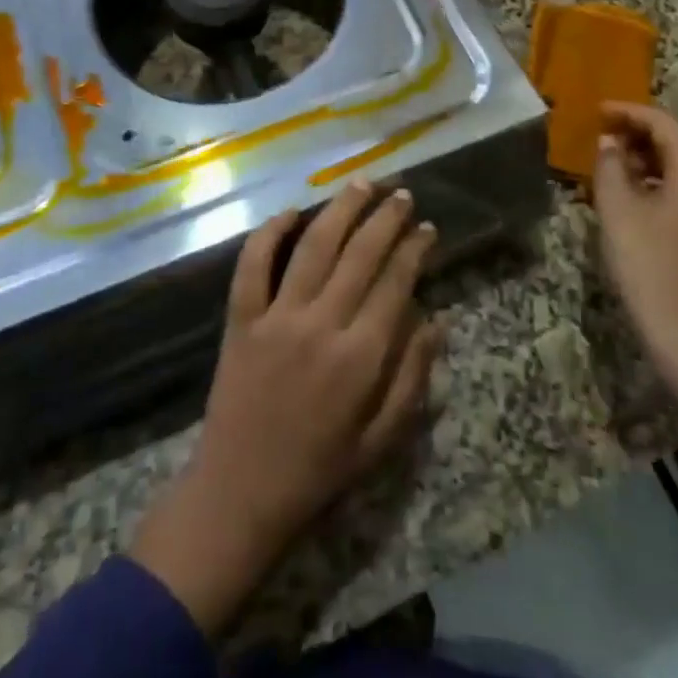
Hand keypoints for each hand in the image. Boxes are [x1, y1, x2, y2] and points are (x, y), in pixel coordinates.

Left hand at [130, 182, 441, 636]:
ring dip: (339, 209)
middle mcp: (320, 325)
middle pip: (359, 254)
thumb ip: (412, 377)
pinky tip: (290, 211)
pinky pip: (252, 264)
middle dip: (385, 218)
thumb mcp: (381, 440)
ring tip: (360, 184)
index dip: (413, 249)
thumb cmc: (318, 470)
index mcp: (360, 357)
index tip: (426, 227)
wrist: (240, 493)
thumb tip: (437, 319)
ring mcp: (276, 317)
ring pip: (313, 246)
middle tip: (401, 194)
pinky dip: (269, 233)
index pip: (395, 283)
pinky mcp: (240, 319)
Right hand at [593, 102, 677, 453]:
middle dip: (641, 129)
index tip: (597, 110)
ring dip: (649, 154)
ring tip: (613, 157)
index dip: (629, 111)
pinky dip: (659, 176)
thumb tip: (609, 142)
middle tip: (605, 130)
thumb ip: (610, 165)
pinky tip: (632, 190)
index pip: (665, 122)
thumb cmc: (650, 264)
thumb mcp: (618, 209)